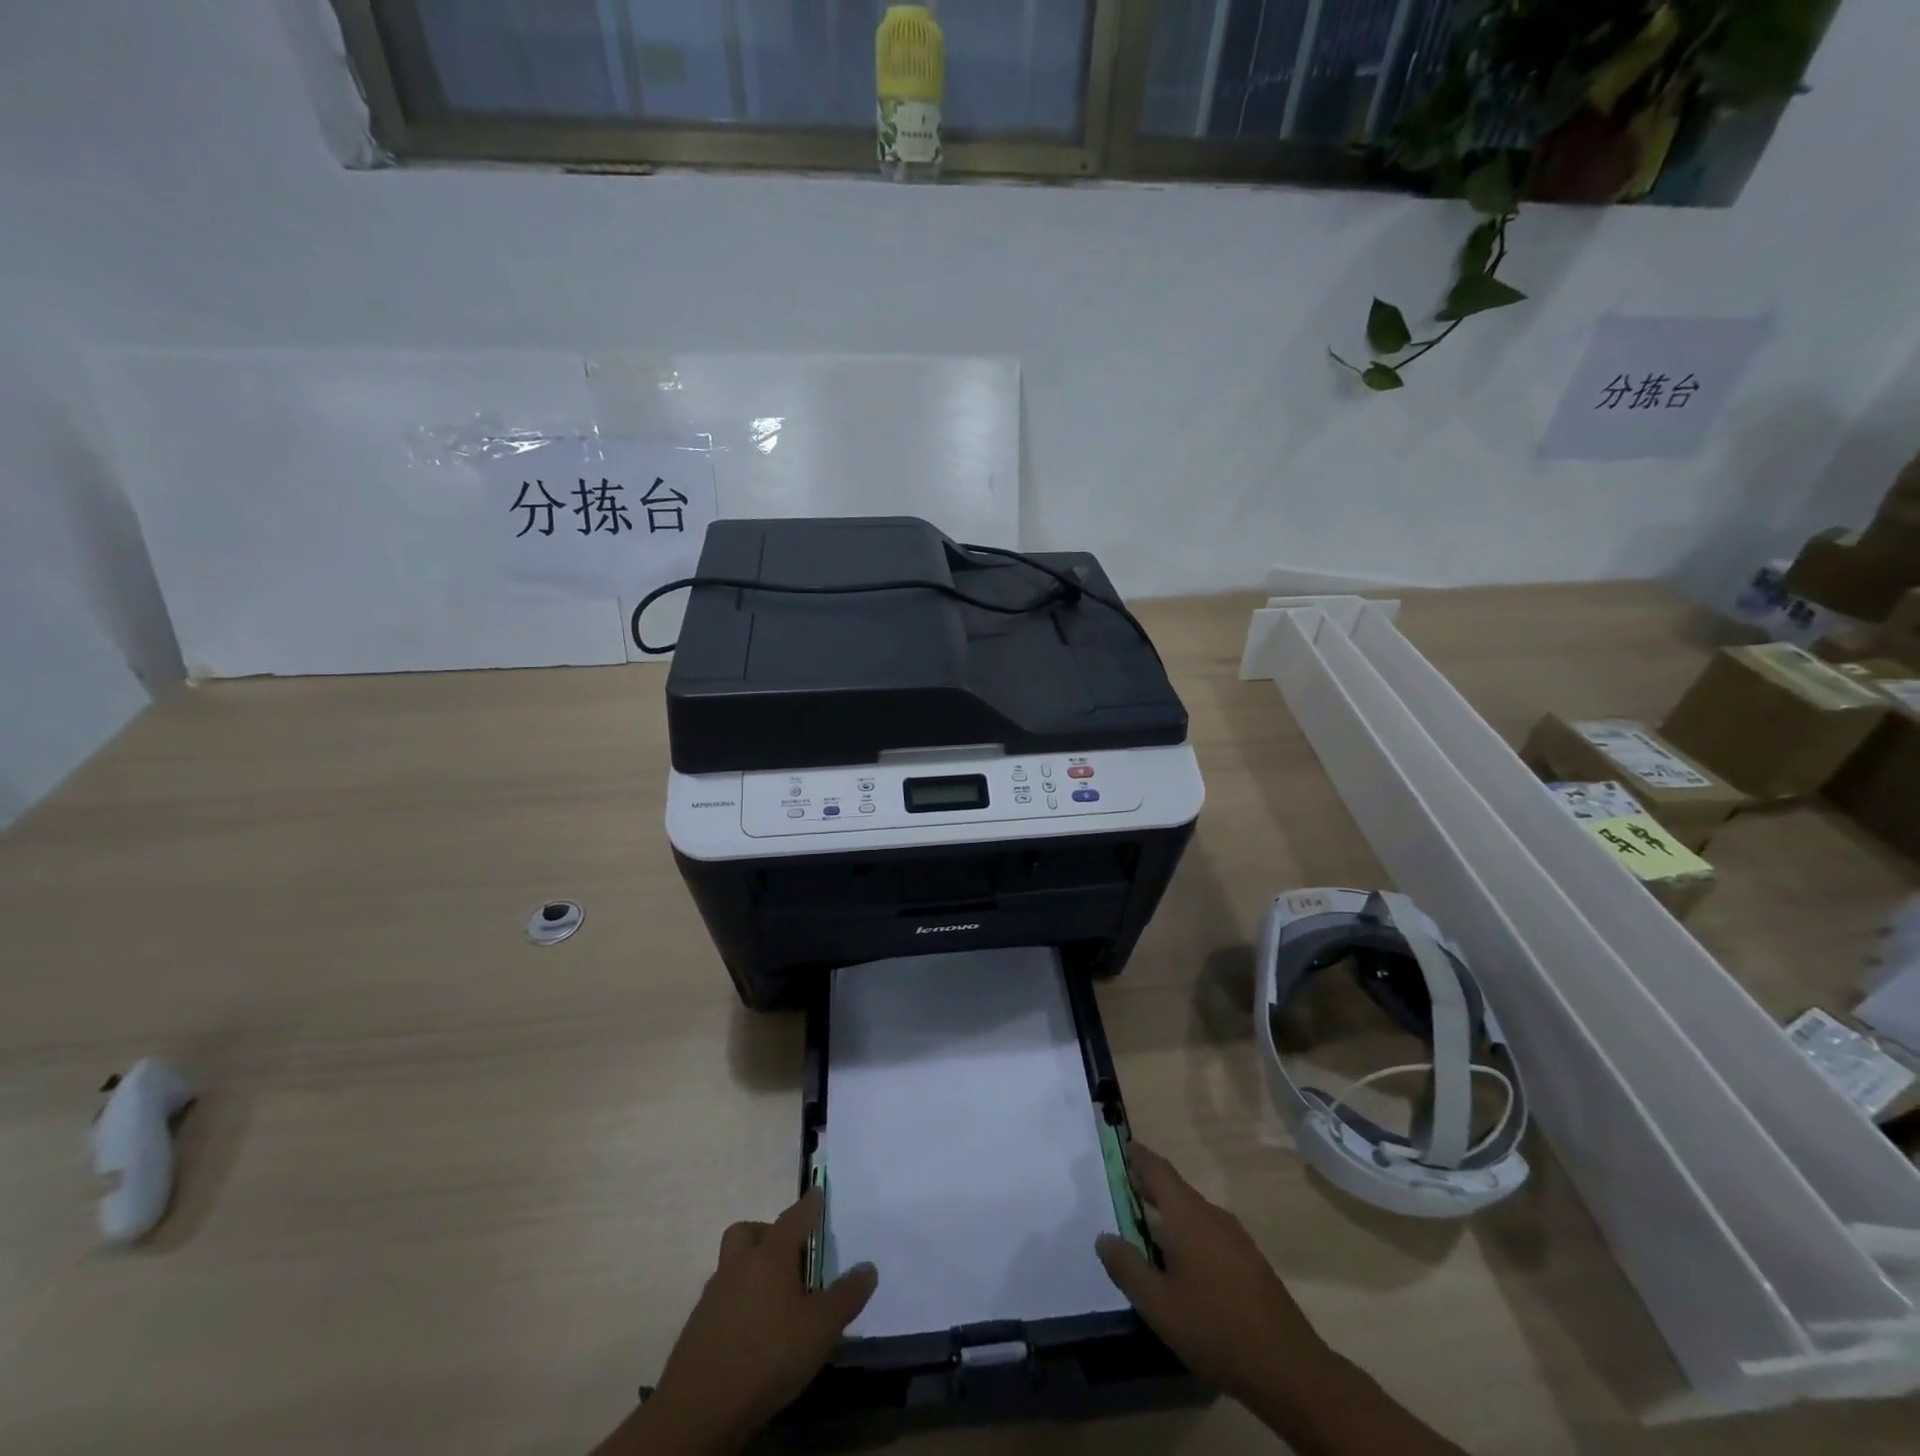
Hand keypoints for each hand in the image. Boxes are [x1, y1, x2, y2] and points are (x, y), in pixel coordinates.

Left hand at [624, 1188, 877, 1454]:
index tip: (817, 1193)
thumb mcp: (821, 1329)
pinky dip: (738, 1303)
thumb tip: (868, 1267)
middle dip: (768, 1234)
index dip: (809, 1205)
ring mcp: (713, 1296)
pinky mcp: (697, 1328)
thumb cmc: (767, 1356)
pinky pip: (722, 1299)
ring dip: (752, 1270)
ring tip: (776, 1299)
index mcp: (770, 1255)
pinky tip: (753, 1330)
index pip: (794, 1217)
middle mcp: (738, 1265)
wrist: (698, 1411)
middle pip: (749, 1232)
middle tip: (790, 1255)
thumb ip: (846, 1296)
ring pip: (733, 1265)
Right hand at [1095, 1145, 1326, 1411]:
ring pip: (1194, 1211)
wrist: (1290, 1369)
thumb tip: (1104, 1237)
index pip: (1159, 1171)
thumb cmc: (1216, 1329)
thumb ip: (1127, 1268)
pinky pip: (1209, 1231)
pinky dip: (1188, 1230)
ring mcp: (1236, 1238)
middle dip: (1150, 1185)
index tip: (1123, 1145)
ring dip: (1169, 1210)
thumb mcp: (1159, 1306)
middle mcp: (1212, 1216)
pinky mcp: (1250, 1260)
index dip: (1139, 1156)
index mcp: (1188, 1217)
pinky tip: (1182, 1259)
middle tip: (1125, 1186)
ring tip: (1147, 1223)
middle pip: (1176, 1189)